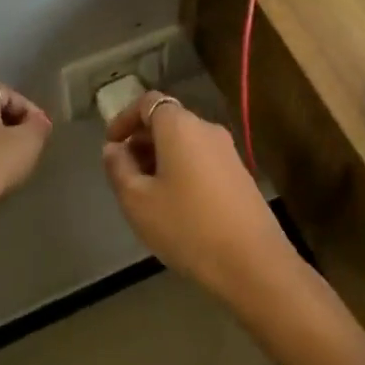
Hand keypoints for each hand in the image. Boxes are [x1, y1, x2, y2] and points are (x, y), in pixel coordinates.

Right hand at [102, 91, 297, 303]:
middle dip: (141, 141)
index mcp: (180, 126)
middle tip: (124, 173)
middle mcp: (206, 128)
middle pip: (168, 121)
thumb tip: (114, 148)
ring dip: (161, 158)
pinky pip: (201, 159)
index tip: (111, 145)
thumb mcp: (138, 201)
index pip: (148, 102)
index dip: (125, 119)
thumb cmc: (187, 226)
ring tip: (146, 193)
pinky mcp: (239, 174)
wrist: (253, 262)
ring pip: (185, 142)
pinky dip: (181, 169)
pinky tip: (175, 205)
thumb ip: (118, 168)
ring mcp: (227, 151)